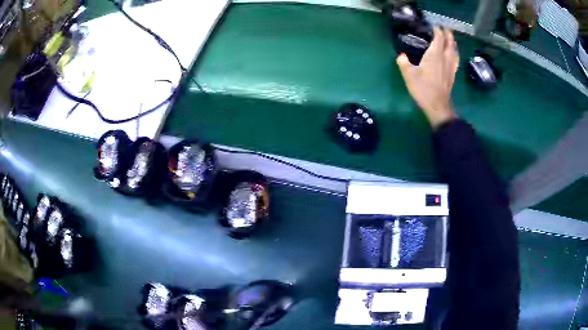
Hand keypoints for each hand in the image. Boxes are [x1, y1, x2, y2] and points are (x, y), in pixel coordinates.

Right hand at [397, 28, 458, 128]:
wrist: (438, 106)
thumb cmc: (424, 89)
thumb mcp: (409, 75)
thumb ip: (404, 63)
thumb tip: (401, 56)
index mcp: (435, 55)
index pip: (439, 37)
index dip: (437, 30)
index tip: (434, 25)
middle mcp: (445, 58)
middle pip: (450, 42)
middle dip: (448, 34)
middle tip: (445, 28)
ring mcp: (451, 67)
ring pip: (454, 51)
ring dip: (453, 43)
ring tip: (451, 39)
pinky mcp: (453, 74)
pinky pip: (456, 59)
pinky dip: (455, 53)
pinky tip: (453, 55)